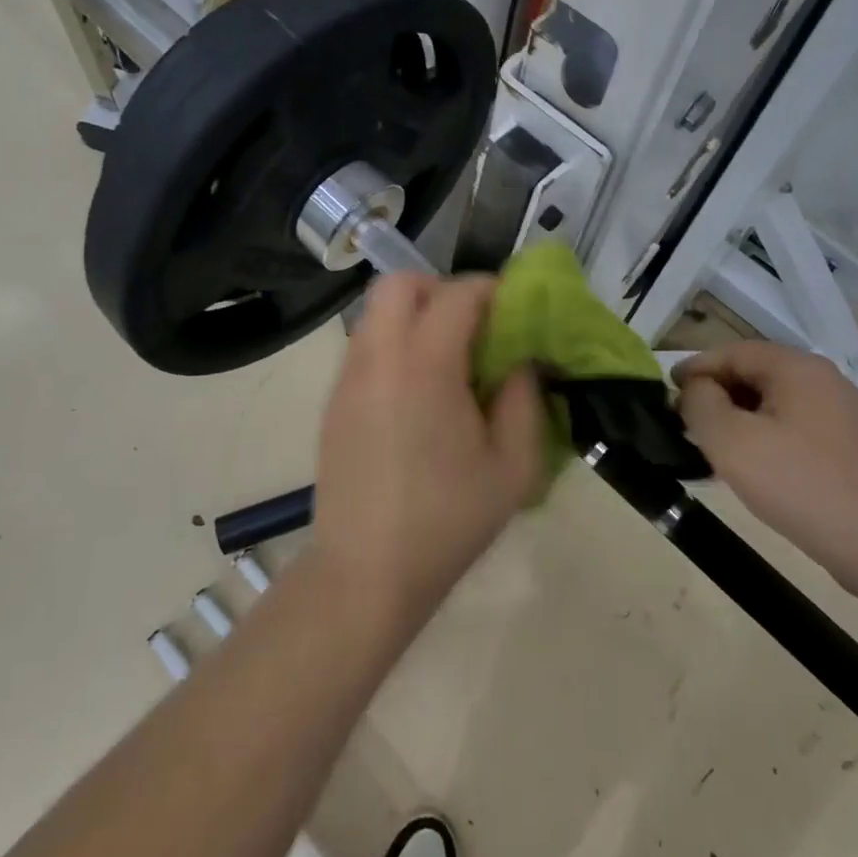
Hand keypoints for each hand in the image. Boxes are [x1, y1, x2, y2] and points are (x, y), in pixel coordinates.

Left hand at [309, 273, 544, 634]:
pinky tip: (416, 394)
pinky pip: (364, 346)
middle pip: (400, 284)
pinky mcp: (333, 401)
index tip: (514, 311)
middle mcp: (377, 357)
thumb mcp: (513, 468)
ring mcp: (347, 378)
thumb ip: (524, 400)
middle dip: (441, 289)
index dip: (491, 290)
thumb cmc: (447, 521)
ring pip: (375, 312)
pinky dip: (393, 344)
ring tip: (446, 361)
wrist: (365, 572)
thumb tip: (521, 361)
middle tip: (473, 328)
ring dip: (414, 315)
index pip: (457, 294)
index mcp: (424, 365)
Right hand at [675, 340, 857, 595]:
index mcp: (795, 368)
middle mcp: (821, 383)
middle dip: (714, 395)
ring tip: (709, 451)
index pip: (730, 352)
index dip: (693, 368)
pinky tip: (752, 474)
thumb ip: (700, 405)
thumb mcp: (732, 441)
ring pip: (772, 407)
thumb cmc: (804, 484)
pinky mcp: (849, 453)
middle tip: (683, 425)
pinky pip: (792, 433)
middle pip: (753, 375)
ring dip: (737, 422)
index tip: (664, 393)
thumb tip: (694, 390)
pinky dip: (763, 442)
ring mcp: (840, 419)